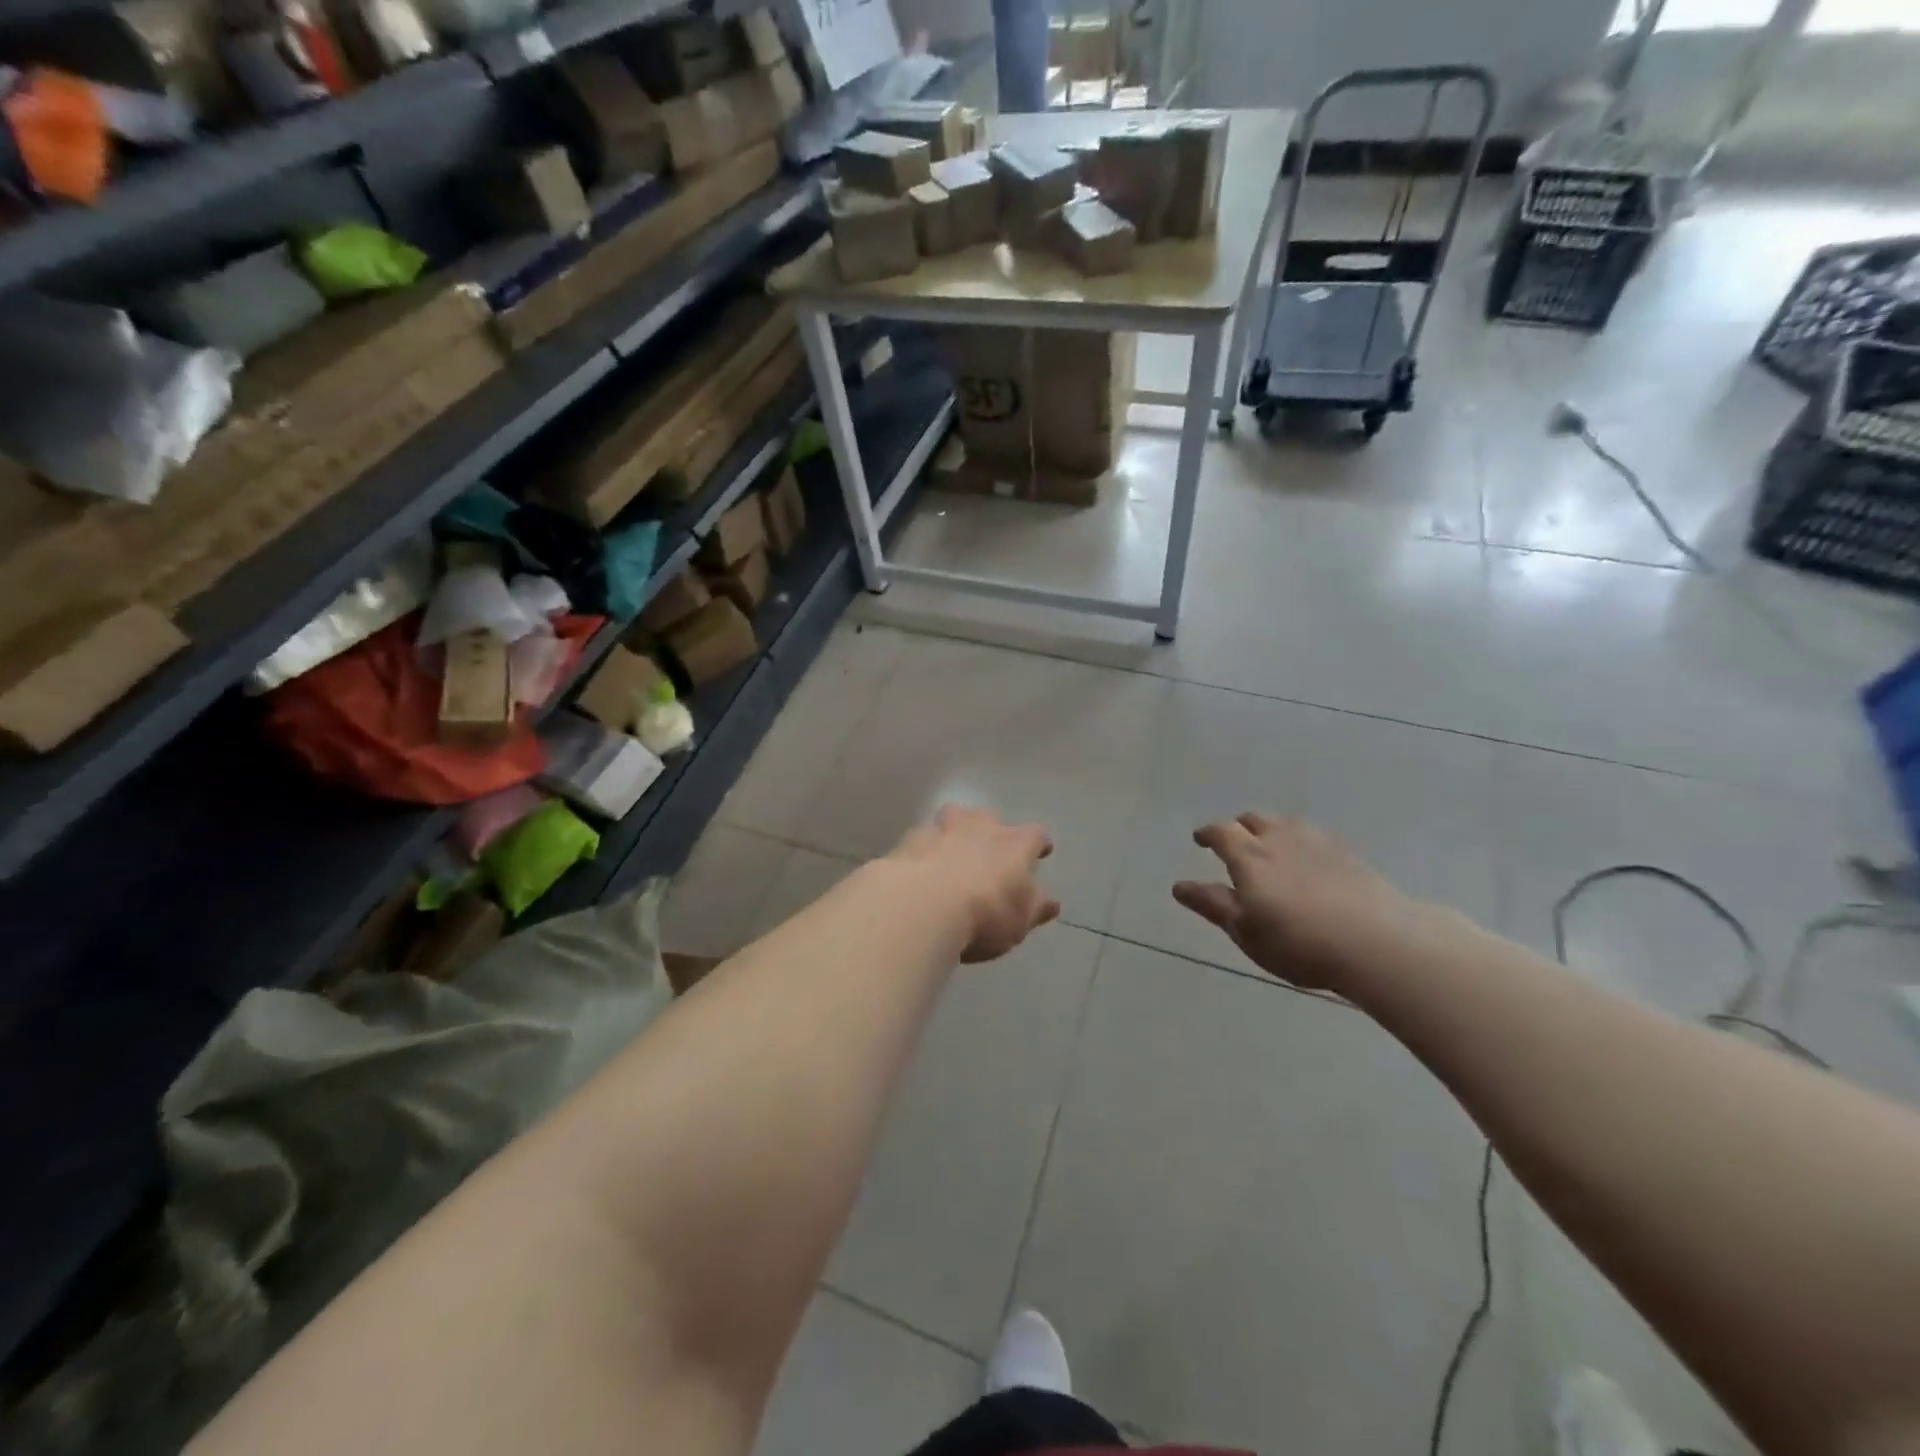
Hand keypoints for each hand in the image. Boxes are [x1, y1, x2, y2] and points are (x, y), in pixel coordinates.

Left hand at [890, 805, 1059, 962]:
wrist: (922, 905)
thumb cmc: (984, 915)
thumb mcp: (1019, 922)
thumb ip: (1035, 908)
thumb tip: (1050, 902)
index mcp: (1015, 844)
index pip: (1035, 835)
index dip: (1038, 844)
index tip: (1040, 852)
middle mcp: (981, 827)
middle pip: (990, 817)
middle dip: (992, 831)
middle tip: (990, 852)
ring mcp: (942, 829)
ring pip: (953, 817)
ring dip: (956, 830)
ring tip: (953, 849)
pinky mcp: (910, 840)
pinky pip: (923, 838)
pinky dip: (925, 848)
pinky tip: (920, 866)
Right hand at [1172, 812, 1435, 991]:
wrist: (1377, 942)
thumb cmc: (1298, 942)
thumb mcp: (1246, 931)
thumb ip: (1213, 905)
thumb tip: (1179, 886)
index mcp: (1249, 856)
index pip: (1221, 832)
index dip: (1208, 833)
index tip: (1200, 839)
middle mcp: (1280, 839)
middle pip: (1254, 819)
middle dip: (1240, 827)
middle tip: (1236, 844)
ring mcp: (1318, 842)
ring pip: (1287, 824)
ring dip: (1272, 831)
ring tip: (1273, 848)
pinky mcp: (1349, 854)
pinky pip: (1315, 838)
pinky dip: (1302, 844)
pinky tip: (1310, 863)